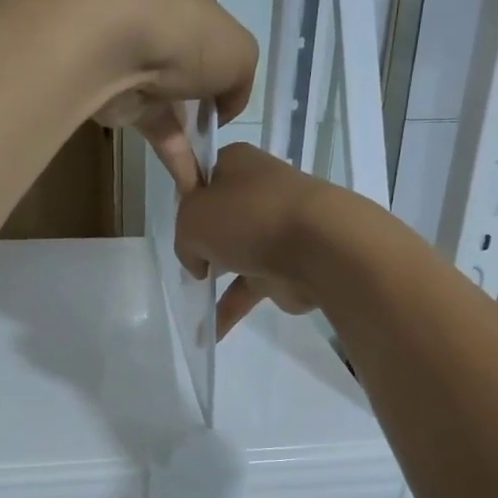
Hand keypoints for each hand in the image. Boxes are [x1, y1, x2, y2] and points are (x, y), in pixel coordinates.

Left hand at [91, 0, 255, 190]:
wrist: (115, 49)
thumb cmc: (186, 35)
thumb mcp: (239, 55)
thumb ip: (240, 81)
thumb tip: (224, 109)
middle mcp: (161, 20)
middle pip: (186, 46)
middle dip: (203, 74)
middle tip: (219, 105)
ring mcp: (136, 59)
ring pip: (171, 100)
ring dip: (192, 134)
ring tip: (215, 165)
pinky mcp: (118, 99)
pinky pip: (154, 131)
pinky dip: (174, 157)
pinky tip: (192, 186)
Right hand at [175, 143, 342, 337]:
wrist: (318, 246)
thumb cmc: (248, 218)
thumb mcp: (191, 221)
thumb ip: (184, 239)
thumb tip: (199, 262)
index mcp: (237, 164)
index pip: (204, 177)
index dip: (188, 201)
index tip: (178, 224)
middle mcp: (258, 191)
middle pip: (221, 216)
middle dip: (204, 239)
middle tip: (187, 258)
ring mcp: (276, 229)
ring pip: (237, 252)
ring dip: (217, 276)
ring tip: (193, 299)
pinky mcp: (288, 264)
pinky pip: (250, 287)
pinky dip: (231, 308)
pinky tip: (211, 333)